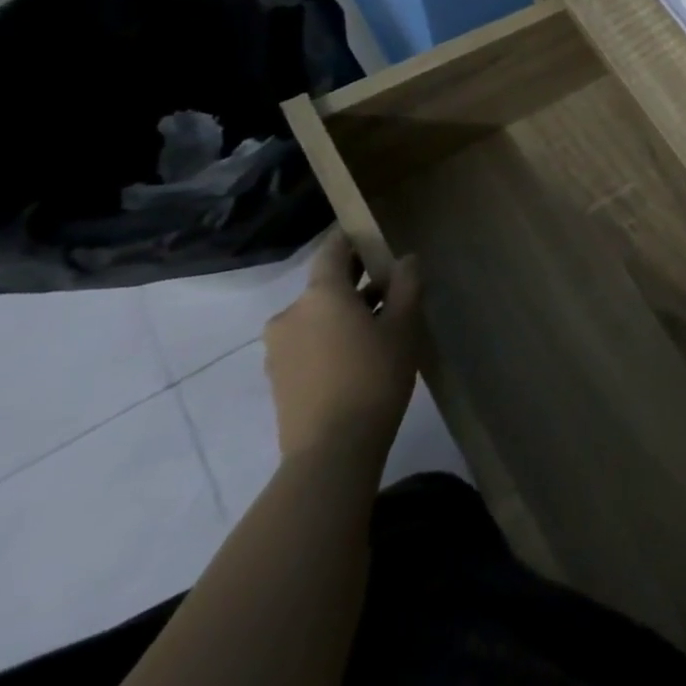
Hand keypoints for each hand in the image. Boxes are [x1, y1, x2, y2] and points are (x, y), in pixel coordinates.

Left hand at [264, 230, 422, 466]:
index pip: (333, 250)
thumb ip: (407, 285)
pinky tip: (359, 354)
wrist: (331, 451)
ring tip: (381, 325)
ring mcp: (279, 348)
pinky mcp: (278, 377)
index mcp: (320, 294)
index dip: (351, 238)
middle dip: (356, 281)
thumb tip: (405, 259)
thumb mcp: (404, 326)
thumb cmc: (374, 376)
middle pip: (326, 285)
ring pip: (317, 315)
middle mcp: (291, 314)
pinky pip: (308, 341)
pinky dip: (331, 337)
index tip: (372, 234)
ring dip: (344, 312)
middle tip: (392, 285)